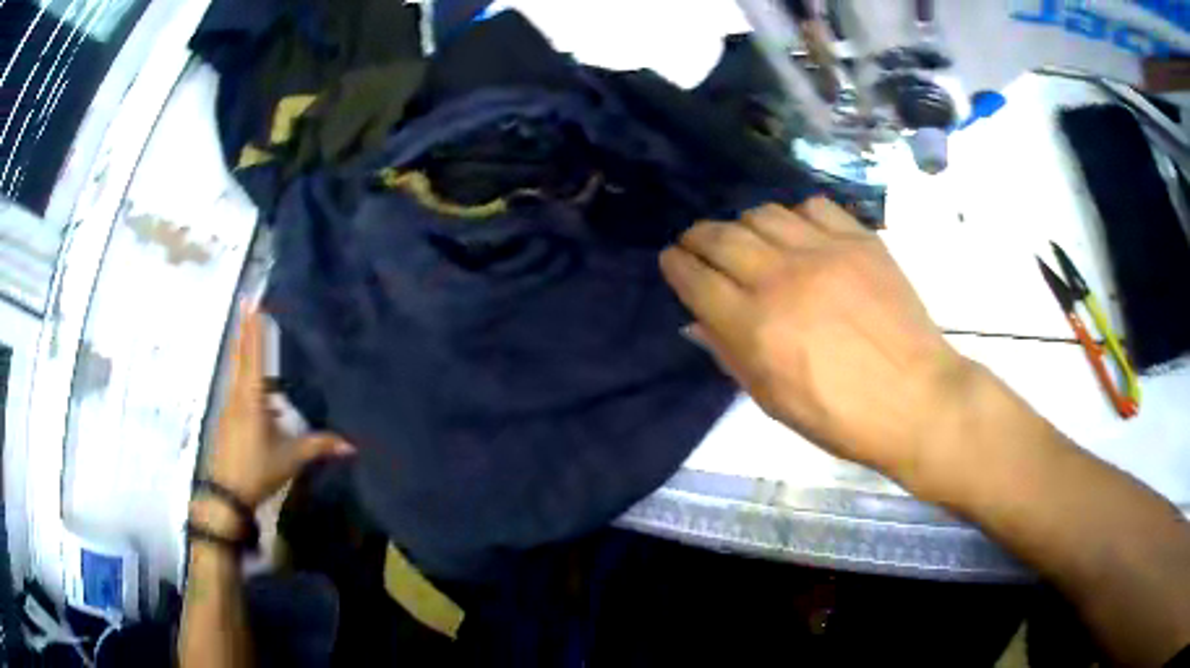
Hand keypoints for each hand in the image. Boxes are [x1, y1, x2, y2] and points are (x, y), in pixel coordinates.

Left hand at [206, 303, 353, 508]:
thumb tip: (352, 445)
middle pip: (240, 356)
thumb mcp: (291, 458)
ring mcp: (229, 407)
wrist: (226, 493)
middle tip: (246, 302)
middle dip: (244, 329)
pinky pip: (238, 391)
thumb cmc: (258, 468)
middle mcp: (237, 395)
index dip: (253, 328)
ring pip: (237, 373)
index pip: (253, 355)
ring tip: (254, 336)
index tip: (251, 302)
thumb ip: (319, 446)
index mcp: (252, 397)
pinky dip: (246, 380)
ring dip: (245, 352)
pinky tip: (261, 397)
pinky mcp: (226, 420)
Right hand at [660, 199, 979, 481]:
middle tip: (695, 243)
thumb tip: (698, 319)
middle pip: (721, 236)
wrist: (916, 398)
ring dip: (742, 223)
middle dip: (697, 237)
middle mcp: (782, 278)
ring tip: (746, 238)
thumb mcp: (773, 401)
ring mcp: (824, 252)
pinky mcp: (859, 240)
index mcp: (756, 326)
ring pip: (762, 213)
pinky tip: (798, 234)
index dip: (676, 265)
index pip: (696, 279)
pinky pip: (812, 207)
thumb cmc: (841, 417)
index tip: (671, 260)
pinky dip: (794, 216)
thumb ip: (730, 353)